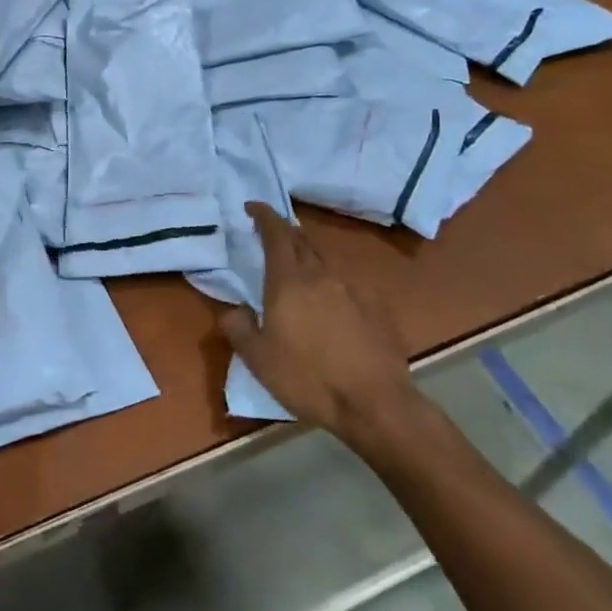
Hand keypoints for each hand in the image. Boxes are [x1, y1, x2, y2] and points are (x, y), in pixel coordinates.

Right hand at [219, 202, 423, 453]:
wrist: (376, 404)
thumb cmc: (307, 379)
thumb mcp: (257, 359)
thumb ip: (239, 328)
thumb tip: (235, 310)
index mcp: (288, 282)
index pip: (276, 235)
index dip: (264, 216)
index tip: (253, 206)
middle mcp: (321, 277)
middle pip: (302, 242)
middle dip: (285, 233)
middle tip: (271, 235)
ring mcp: (352, 292)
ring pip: (324, 263)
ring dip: (308, 259)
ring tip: (297, 272)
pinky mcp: (375, 311)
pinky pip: (346, 287)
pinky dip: (330, 287)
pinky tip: (328, 307)